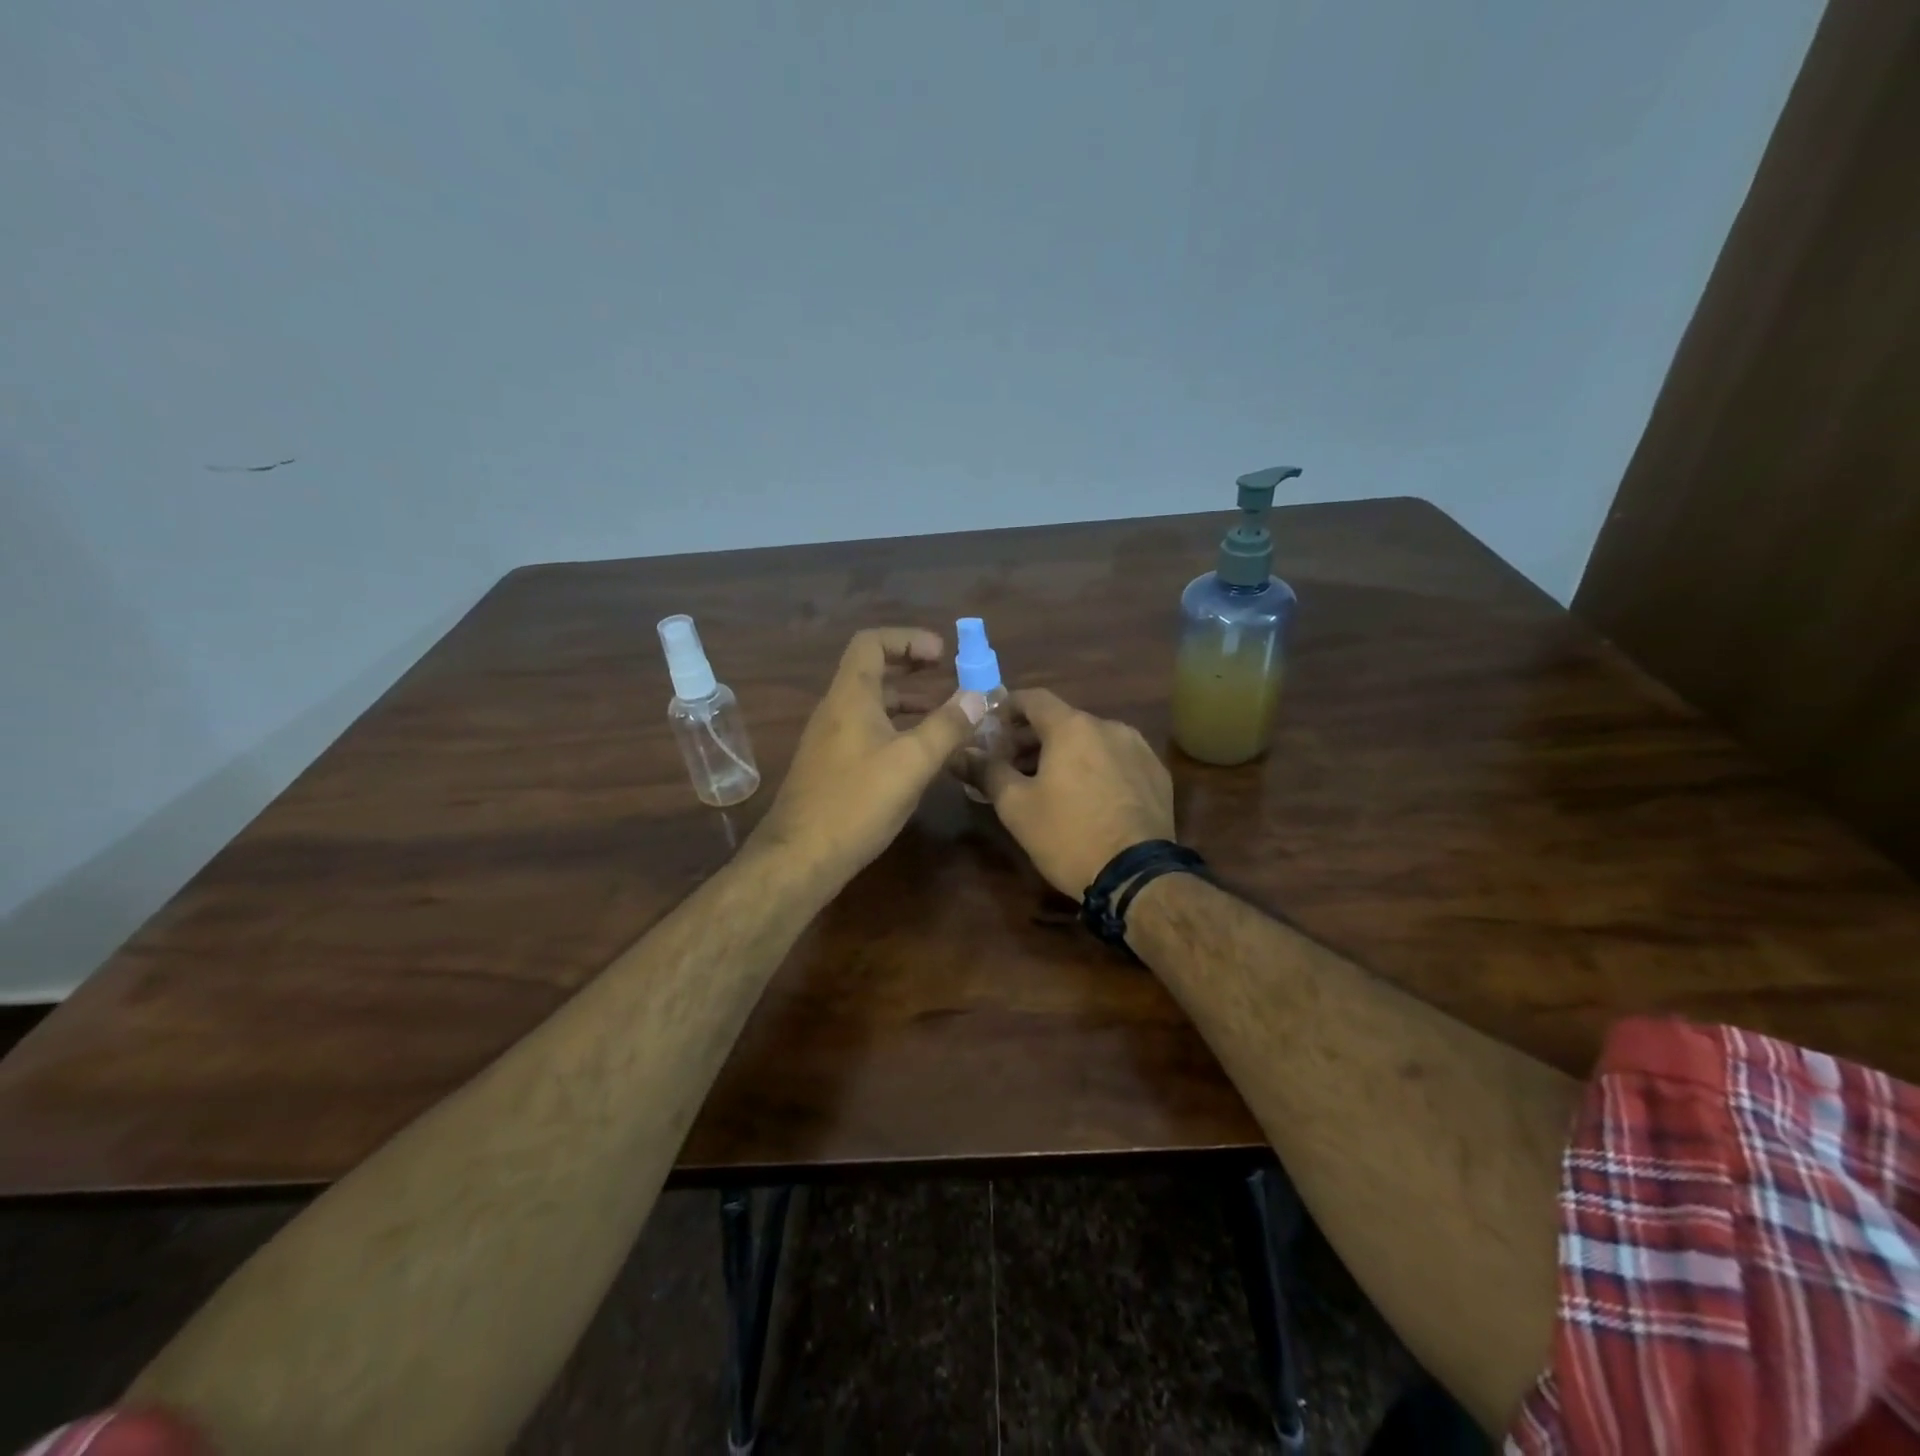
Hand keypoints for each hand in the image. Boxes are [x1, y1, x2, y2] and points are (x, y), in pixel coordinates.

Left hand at [752, 628, 985, 877]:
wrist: (800, 857)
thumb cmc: (857, 802)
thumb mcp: (912, 762)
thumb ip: (947, 726)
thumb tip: (978, 695)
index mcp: (850, 696)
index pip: (872, 643)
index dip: (908, 638)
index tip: (943, 653)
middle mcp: (836, 710)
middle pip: (873, 671)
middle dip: (912, 667)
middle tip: (948, 674)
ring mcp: (830, 740)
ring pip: (872, 705)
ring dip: (908, 701)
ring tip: (945, 713)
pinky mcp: (832, 767)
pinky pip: (868, 732)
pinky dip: (897, 729)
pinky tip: (921, 754)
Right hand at [978, 688, 1174, 896]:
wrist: (1137, 877)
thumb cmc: (1068, 835)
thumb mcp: (1016, 807)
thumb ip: (986, 772)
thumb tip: (959, 753)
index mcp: (1072, 727)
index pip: (1033, 698)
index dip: (1006, 709)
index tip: (990, 729)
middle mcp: (1109, 726)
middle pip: (1062, 720)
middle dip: (1031, 738)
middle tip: (1009, 765)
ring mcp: (1138, 749)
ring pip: (1091, 740)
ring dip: (1064, 754)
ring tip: (1045, 785)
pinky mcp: (1157, 774)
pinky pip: (1116, 759)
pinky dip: (1094, 767)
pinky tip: (1086, 797)